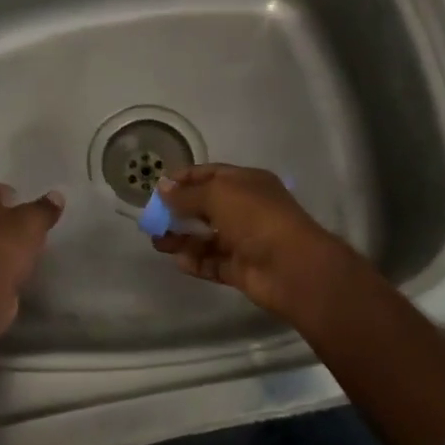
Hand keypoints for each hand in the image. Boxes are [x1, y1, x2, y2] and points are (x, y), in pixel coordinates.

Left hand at [0, 180, 64, 337]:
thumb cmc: (5, 244)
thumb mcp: (33, 221)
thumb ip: (45, 208)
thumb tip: (56, 196)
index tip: (13, 195)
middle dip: (0, 214)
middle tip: (24, 217)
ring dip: (1, 238)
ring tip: (26, 241)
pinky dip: (1, 259)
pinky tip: (20, 264)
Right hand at [151, 164, 369, 330]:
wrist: (292, 267)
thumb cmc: (256, 218)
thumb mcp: (218, 195)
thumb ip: (187, 194)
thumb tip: (162, 188)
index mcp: (247, 183)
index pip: (210, 175)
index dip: (184, 179)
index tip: (157, 188)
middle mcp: (246, 209)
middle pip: (206, 207)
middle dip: (178, 211)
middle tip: (152, 218)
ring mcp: (245, 241)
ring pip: (207, 237)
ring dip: (181, 238)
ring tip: (156, 241)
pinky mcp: (241, 269)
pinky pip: (213, 263)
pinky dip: (195, 261)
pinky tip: (177, 260)